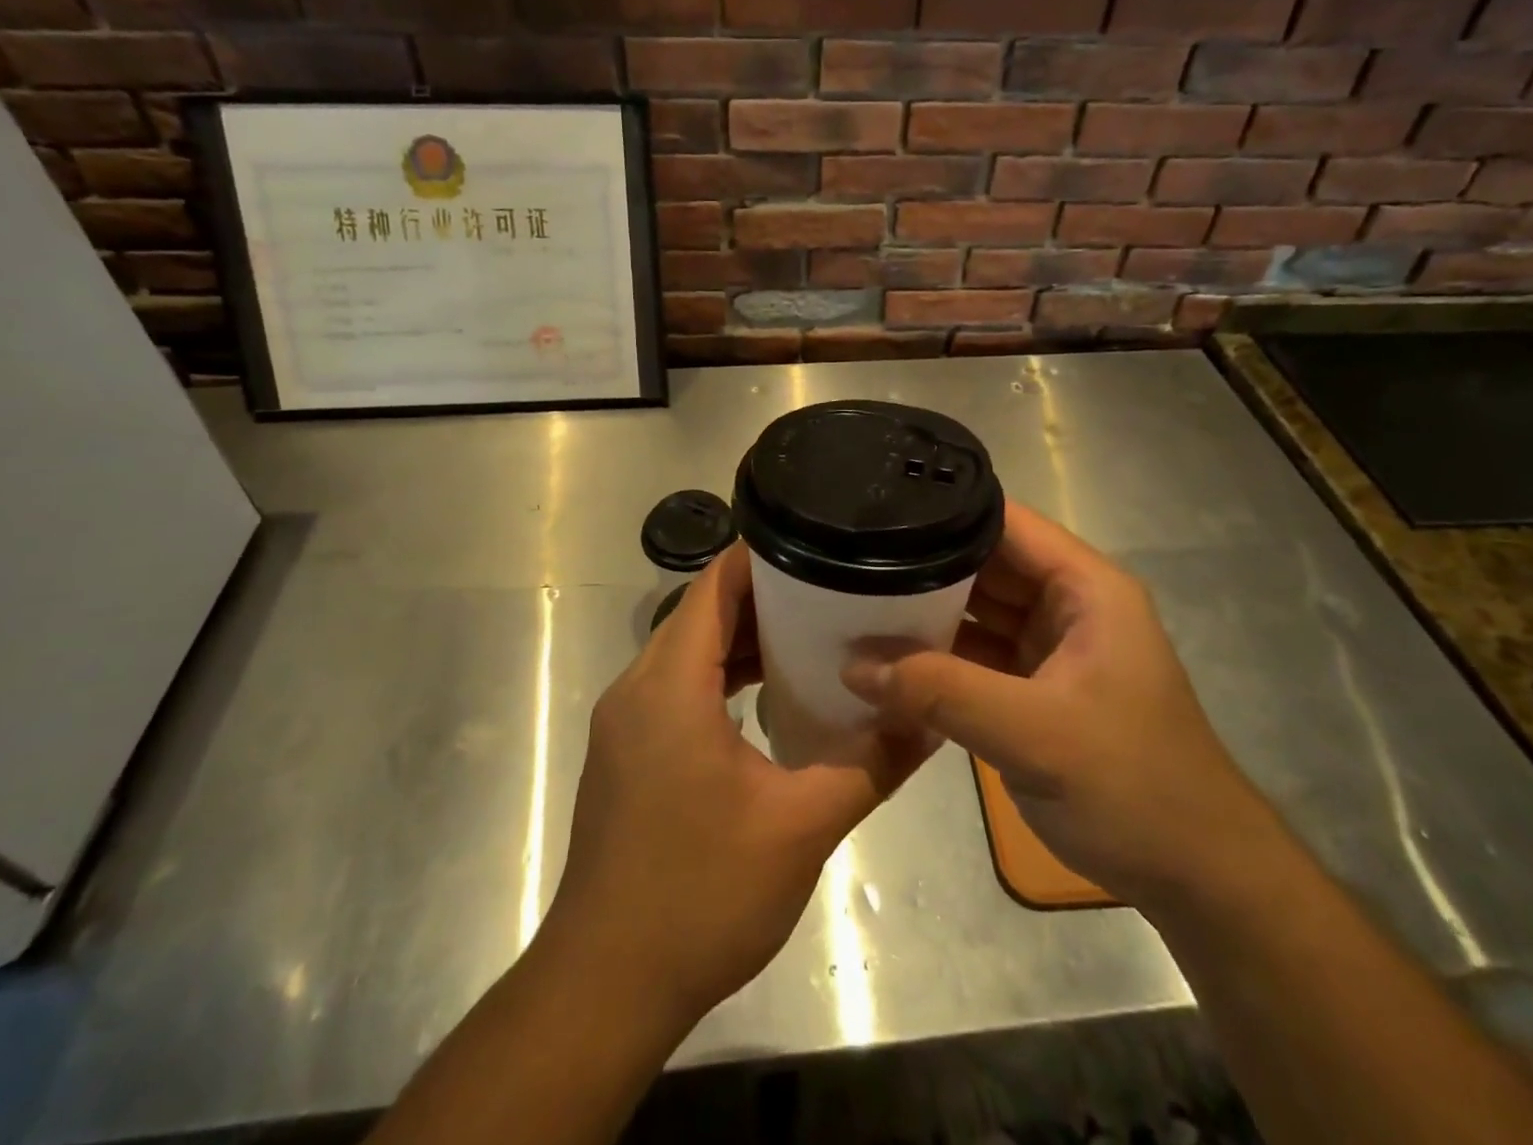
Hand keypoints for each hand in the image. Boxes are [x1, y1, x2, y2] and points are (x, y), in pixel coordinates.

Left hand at [543, 543, 931, 1025]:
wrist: (606, 986)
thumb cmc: (700, 895)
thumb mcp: (801, 827)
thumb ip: (870, 765)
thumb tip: (927, 719)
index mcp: (670, 685)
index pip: (713, 585)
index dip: (762, 557)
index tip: (819, 545)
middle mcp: (637, 688)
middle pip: (701, 612)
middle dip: (763, 596)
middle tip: (832, 590)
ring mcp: (625, 722)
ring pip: (687, 650)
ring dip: (741, 638)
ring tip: (810, 635)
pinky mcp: (627, 752)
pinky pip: (676, 686)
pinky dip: (719, 675)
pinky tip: (766, 697)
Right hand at [843, 501, 1271, 905]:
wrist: (1195, 878)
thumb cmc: (1131, 787)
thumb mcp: (1034, 733)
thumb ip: (941, 692)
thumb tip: (852, 663)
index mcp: (1085, 587)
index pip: (1006, 523)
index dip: (945, 514)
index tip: (878, 514)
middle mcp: (1066, 605)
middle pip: (984, 565)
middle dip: (922, 566)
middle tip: (849, 564)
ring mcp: (1050, 648)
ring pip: (975, 612)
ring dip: (924, 615)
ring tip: (852, 604)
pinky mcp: (1034, 690)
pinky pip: (975, 657)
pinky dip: (937, 659)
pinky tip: (885, 661)